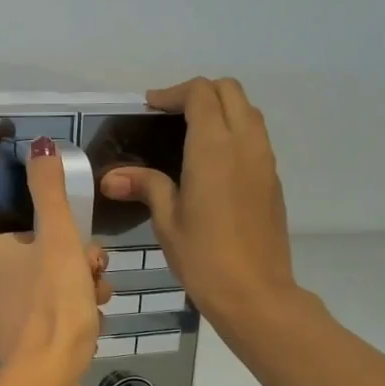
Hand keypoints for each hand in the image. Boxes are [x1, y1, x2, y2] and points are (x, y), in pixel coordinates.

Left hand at [0, 137, 109, 384]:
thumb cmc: (55, 303)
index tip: (93, 264)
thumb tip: (40, 143)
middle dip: (80, 277)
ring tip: (93, 320)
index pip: (45, 237)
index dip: (76, 248)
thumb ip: (50, 191)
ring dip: (77, 303)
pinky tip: (79, 341)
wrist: (39, 379)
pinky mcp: (2, 351)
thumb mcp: (59, 238)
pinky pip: (41, 330)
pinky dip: (63, 331)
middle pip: (48, 267)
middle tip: (97, 294)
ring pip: (48, 299)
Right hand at [99, 77, 307, 336]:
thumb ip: (145, 186)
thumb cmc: (204, 257)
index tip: (150, 107)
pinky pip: (256, 136)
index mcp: (214, 147)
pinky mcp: (273, 180)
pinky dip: (234, 130)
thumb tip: (111, 176)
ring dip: (221, 108)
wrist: (256, 294)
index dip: (174, 93)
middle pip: (230, 91)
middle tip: (169, 114)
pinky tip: (211, 160)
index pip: (201, 93)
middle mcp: (245, 144)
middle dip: (199, 92)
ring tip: (189, 133)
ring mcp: (264, 161)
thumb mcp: (166, 220)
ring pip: (248, 111)